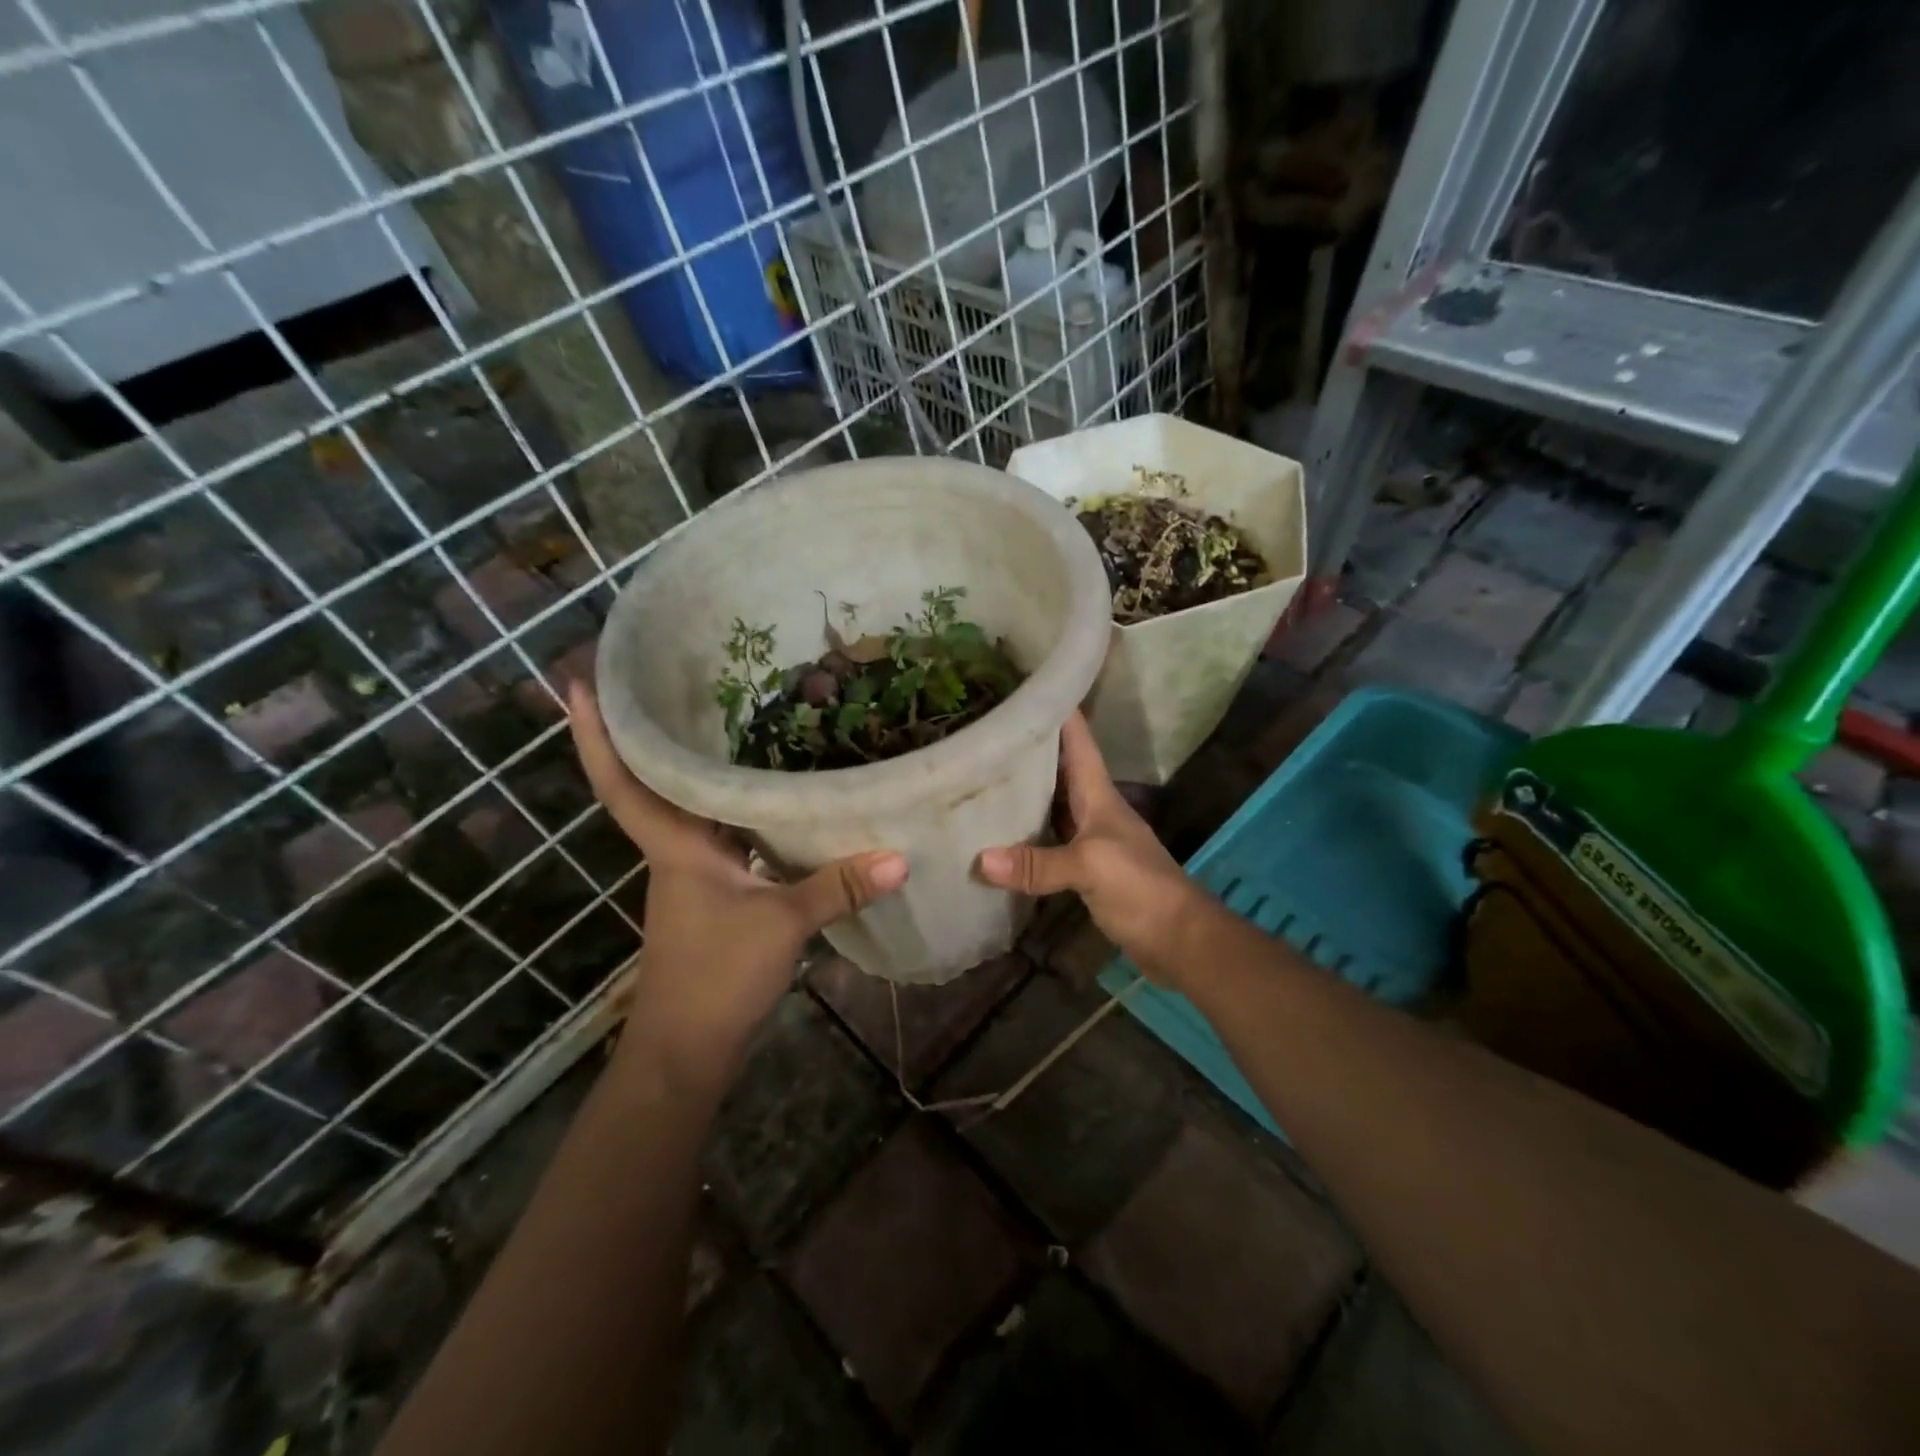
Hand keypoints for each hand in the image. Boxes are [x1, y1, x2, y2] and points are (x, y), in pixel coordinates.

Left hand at [568, 681, 907, 1095]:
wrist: (686, 1051)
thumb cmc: (714, 977)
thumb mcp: (781, 924)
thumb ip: (837, 887)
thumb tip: (898, 856)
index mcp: (674, 846)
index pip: (624, 782)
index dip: (597, 735)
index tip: (579, 681)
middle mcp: (677, 851)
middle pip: (657, 783)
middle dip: (656, 734)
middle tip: (677, 678)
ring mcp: (694, 875)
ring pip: (696, 810)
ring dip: (703, 771)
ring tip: (737, 722)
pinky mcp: (715, 896)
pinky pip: (726, 837)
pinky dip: (742, 813)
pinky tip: (776, 800)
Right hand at [976, 713, 1198, 984]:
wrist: (1179, 940)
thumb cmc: (1142, 888)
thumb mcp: (1091, 867)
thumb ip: (1038, 863)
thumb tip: (980, 861)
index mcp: (1099, 794)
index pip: (1077, 740)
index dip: (1057, 708)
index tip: (1024, 683)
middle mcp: (1092, 809)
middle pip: (1057, 769)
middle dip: (1026, 748)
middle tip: (982, 729)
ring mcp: (1089, 839)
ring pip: (1050, 805)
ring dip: (1021, 792)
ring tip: (979, 774)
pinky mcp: (1083, 869)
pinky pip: (1046, 842)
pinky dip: (1023, 837)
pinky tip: (996, 837)